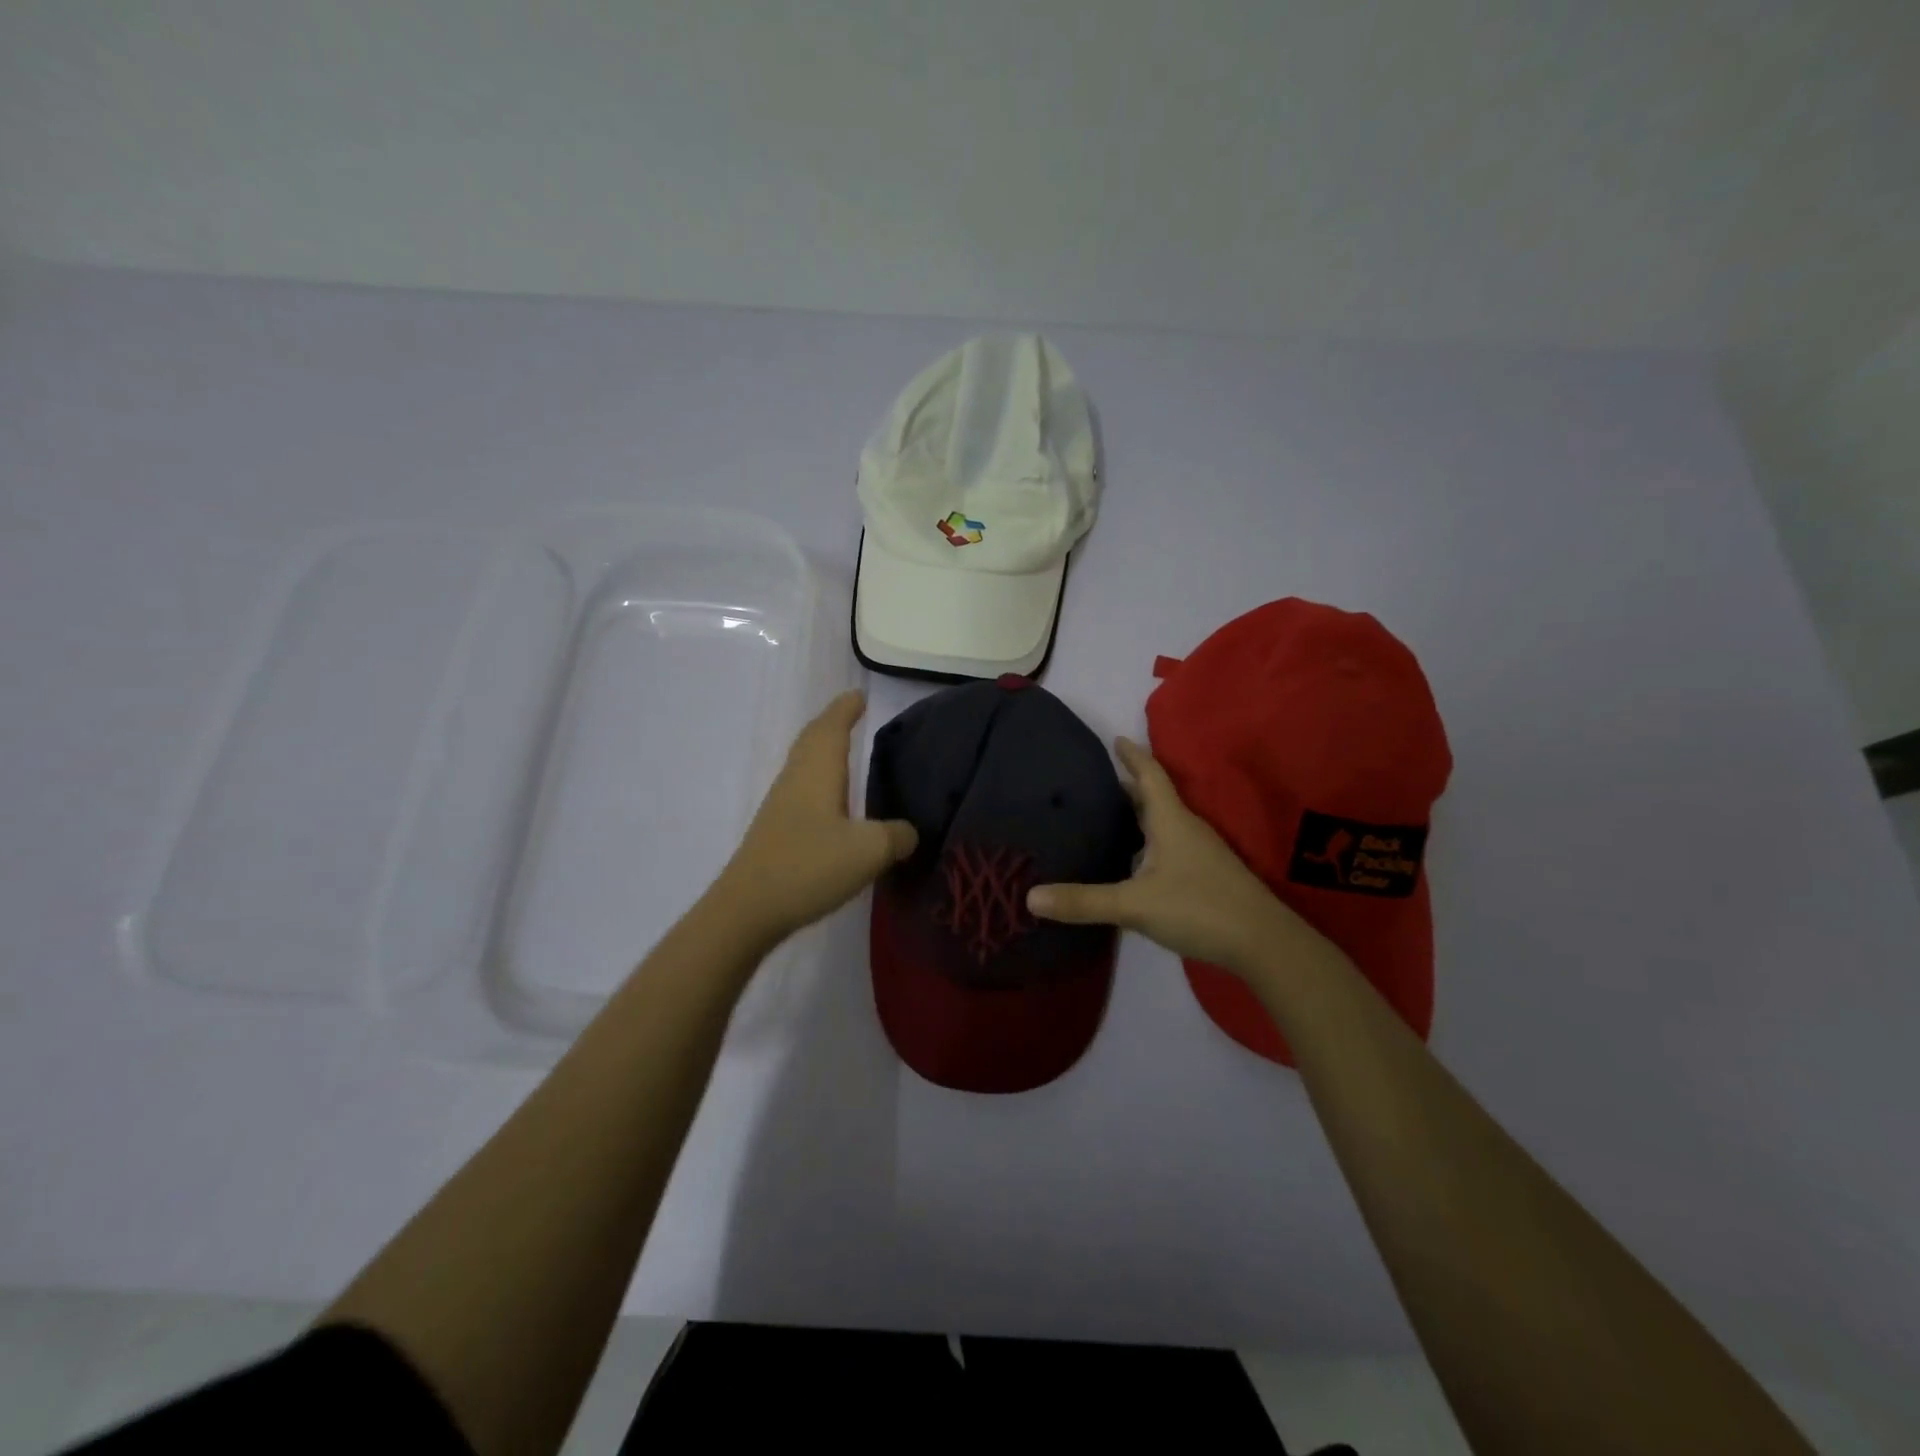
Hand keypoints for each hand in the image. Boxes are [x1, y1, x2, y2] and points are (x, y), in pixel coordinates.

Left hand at [713, 690, 916, 943]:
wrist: (747, 910)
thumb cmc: (809, 866)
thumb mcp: (869, 851)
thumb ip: (896, 836)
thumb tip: (909, 831)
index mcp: (817, 771)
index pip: (832, 727)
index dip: (846, 709)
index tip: (859, 695)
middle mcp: (796, 779)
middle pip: (813, 739)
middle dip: (832, 723)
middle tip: (853, 713)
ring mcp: (781, 804)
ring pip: (804, 763)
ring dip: (823, 749)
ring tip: (845, 750)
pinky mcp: (776, 830)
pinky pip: (801, 787)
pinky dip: (818, 778)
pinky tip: (830, 800)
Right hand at [1026, 737, 1332, 982]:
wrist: (1263, 943)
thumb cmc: (1199, 908)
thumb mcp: (1134, 904)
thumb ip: (1084, 901)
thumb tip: (1030, 897)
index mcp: (1171, 821)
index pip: (1150, 776)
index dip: (1133, 756)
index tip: (1116, 739)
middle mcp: (1187, 829)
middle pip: (1155, 798)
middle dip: (1128, 787)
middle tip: (1097, 782)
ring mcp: (1201, 853)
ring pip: (1164, 823)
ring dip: (1139, 815)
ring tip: (1109, 817)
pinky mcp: (1207, 876)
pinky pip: (1171, 846)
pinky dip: (1149, 842)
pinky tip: (1135, 861)